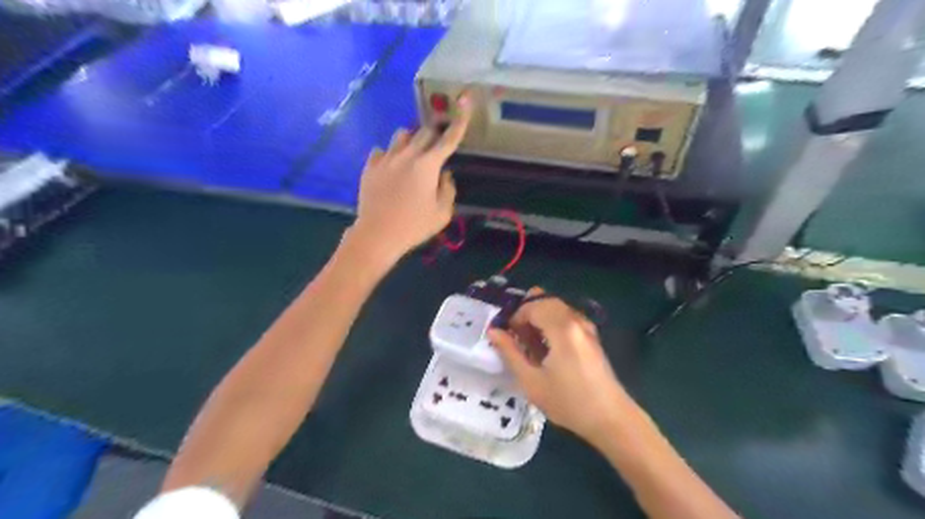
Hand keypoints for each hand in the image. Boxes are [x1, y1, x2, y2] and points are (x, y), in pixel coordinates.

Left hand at [351, 93, 471, 260]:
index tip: (465, 100)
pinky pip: (381, 150)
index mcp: (428, 165)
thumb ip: (448, 189)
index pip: (448, 139)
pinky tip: (391, 167)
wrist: (378, 235)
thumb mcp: (442, 213)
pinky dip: (390, 154)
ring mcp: (386, 159)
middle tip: (436, 148)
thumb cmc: (414, 226)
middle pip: (424, 132)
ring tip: (412, 156)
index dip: (460, 120)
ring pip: (401, 136)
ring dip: (411, 141)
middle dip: (434, 136)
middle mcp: (407, 155)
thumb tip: (444, 175)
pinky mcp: (370, 167)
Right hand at [487, 287, 631, 445]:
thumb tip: (493, 331)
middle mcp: (576, 320)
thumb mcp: (532, 381)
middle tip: (518, 339)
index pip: (533, 305)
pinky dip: (552, 324)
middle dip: (527, 314)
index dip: (516, 317)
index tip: (509, 338)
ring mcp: (586, 327)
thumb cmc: (568, 402)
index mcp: (562, 328)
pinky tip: (548, 350)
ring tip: (532, 346)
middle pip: (545, 300)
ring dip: (539, 318)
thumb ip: (510, 352)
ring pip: (556, 307)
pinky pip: (567, 317)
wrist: (611, 419)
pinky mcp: (591, 336)